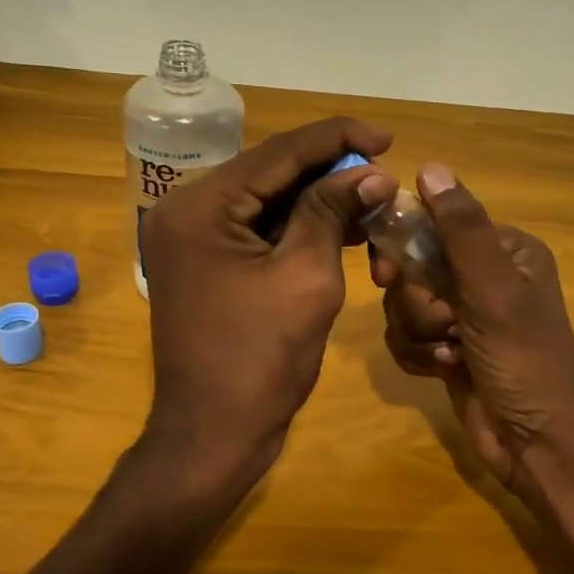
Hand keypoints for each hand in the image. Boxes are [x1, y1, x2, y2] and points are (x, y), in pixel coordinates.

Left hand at [142, 116, 395, 486]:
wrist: (214, 436)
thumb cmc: (260, 360)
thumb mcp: (306, 277)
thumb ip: (333, 212)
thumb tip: (373, 172)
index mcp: (200, 207)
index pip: (277, 153)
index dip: (336, 139)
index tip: (388, 137)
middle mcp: (186, 211)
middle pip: (269, 172)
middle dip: (329, 170)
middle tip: (383, 169)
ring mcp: (193, 239)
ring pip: (266, 200)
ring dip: (318, 198)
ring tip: (373, 197)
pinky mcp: (207, 263)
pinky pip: (258, 230)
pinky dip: (299, 226)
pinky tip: (344, 226)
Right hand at [374, 164, 573, 504]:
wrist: (538, 446)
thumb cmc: (525, 361)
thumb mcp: (495, 291)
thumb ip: (461, 230)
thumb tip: (430, 167)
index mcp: (504, 250)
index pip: (435, 224)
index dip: (405, 245)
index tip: (387, 272)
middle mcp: (483, 276)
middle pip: (413, 266)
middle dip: (417, 302)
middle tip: (441, 324)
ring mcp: (464, 315)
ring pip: (403, 303)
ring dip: (418, 332)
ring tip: (449, 354)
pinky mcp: (448, 348)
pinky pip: (406, 335)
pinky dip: (417, 353)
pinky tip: (443, 370)